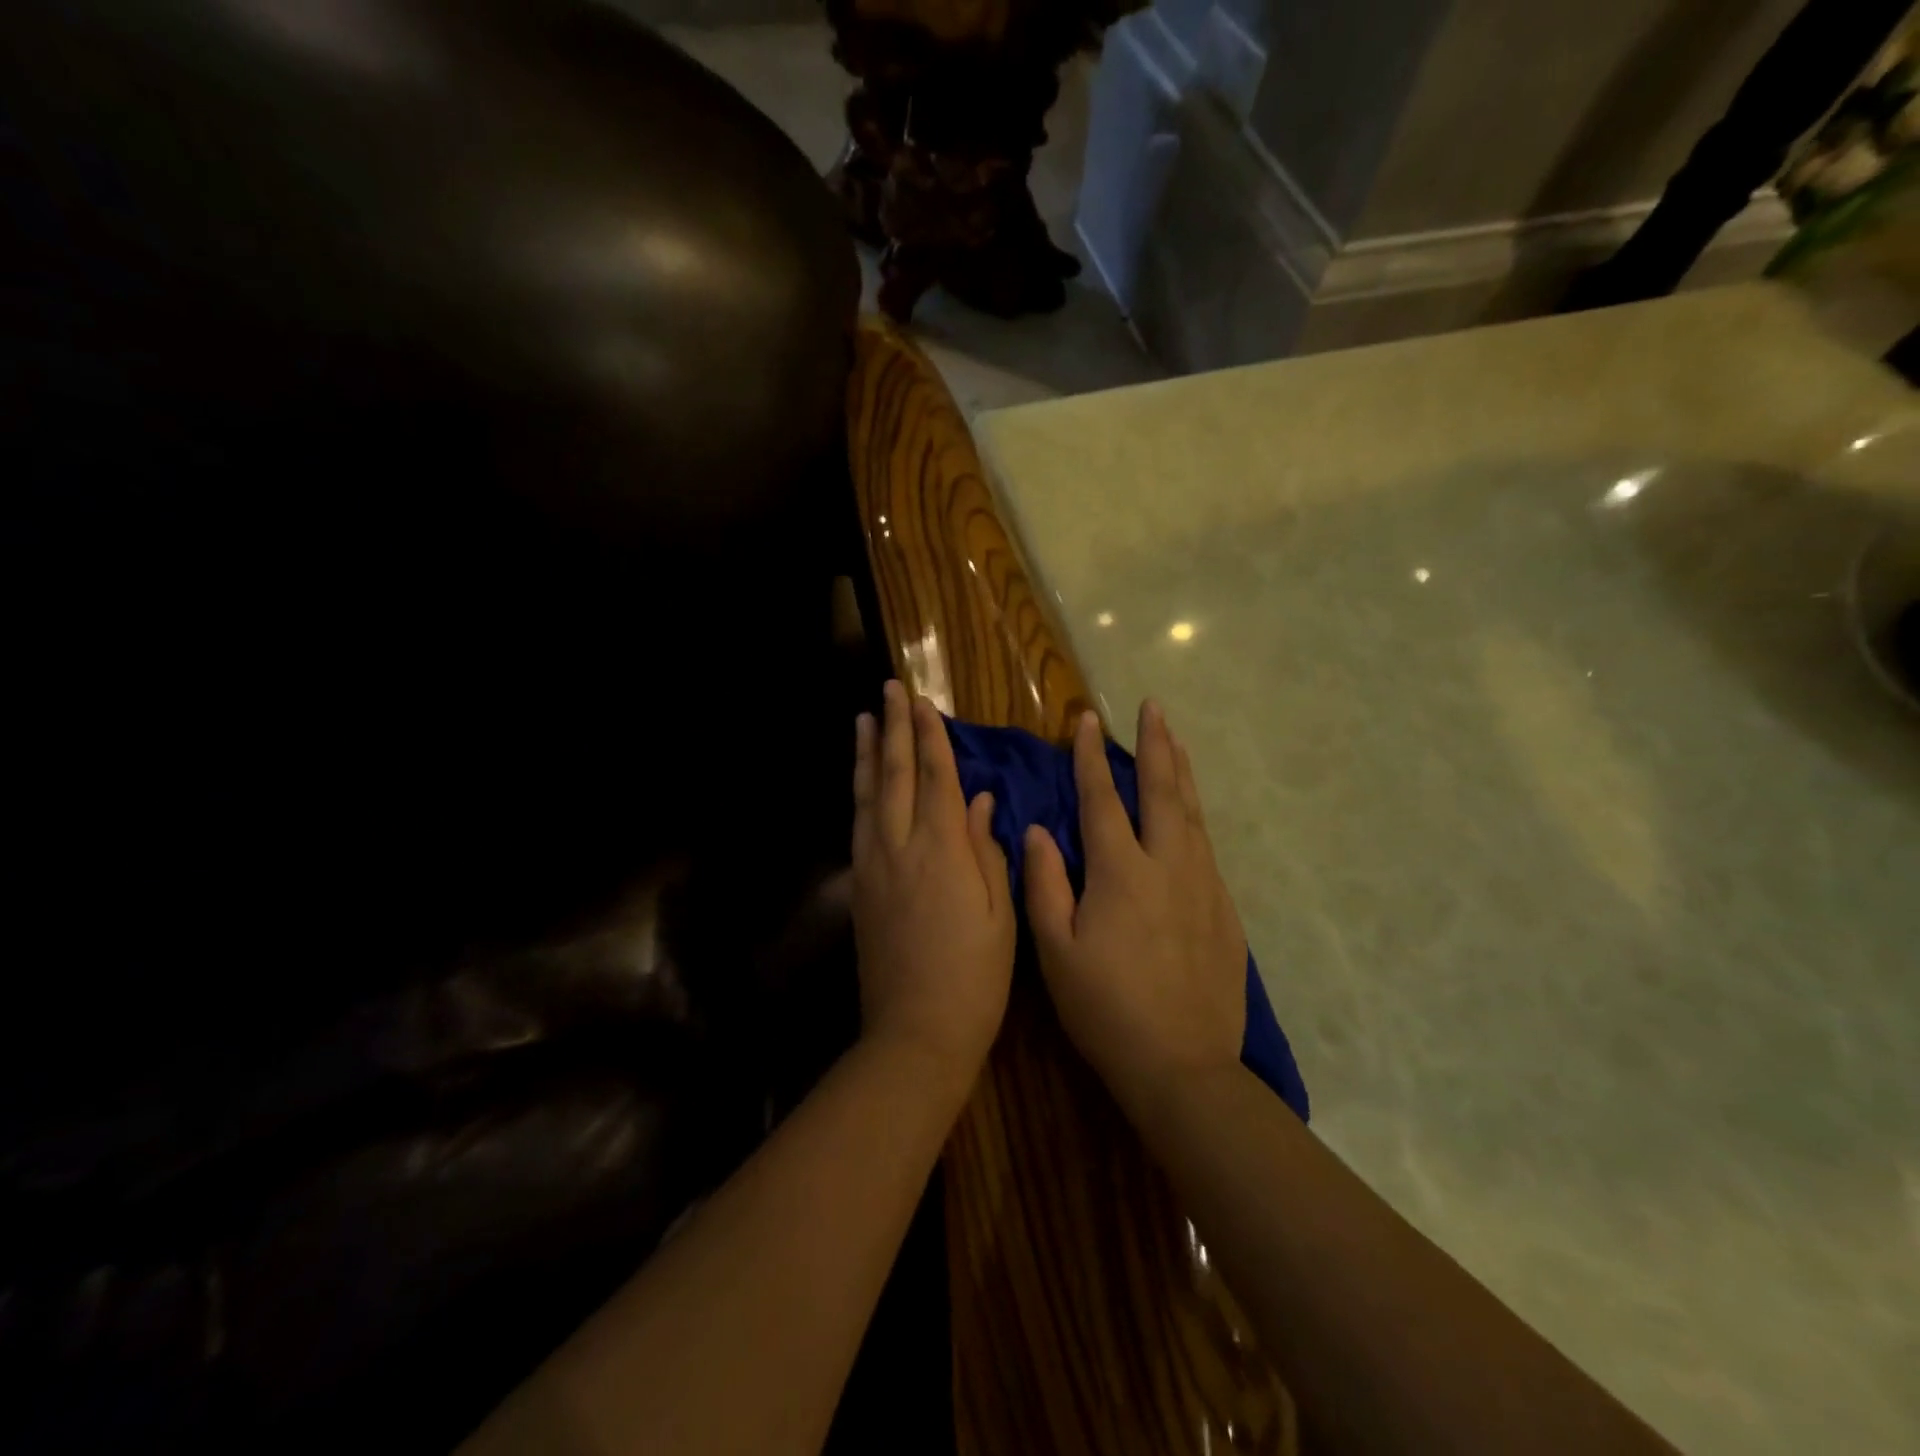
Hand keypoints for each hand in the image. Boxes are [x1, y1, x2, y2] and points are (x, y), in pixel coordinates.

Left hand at [851, 681, 1015, 1090]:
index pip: (936, 777)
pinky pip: (859, 825)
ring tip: (864, 720)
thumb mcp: (1000, 914)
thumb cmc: (974, 977)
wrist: (915, 1033)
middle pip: (896, 776)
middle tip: (888, 690)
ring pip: (868, 796)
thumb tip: (978, 800)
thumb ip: (987, 849)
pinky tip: (862, 783)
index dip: (930, 736)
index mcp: (942, 851)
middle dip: (894, 729)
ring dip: (868, 754)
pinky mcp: (860, 889)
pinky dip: (860, 794)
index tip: (923, 701)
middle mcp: (900, 848)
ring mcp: (873, 867)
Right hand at [1023, 701, 1246, 1105]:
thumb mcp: (1056, 950)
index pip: (1102, 798)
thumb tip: (1036, 830)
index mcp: (1121, 872)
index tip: (1086, 719)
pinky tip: (1191, 814)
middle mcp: (1168, 865)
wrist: (1183, 1066)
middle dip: (1156, 744)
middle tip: (1153, 707)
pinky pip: (1207, 846)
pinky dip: (1196, 815)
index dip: (1090, 756)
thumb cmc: (1106, 1008)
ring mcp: (1204, 885)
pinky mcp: (1224, 909)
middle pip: (1163, 791)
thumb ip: (1044, 883)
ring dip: (1181, 772)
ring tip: (1176, 740)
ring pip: (1193, 813)